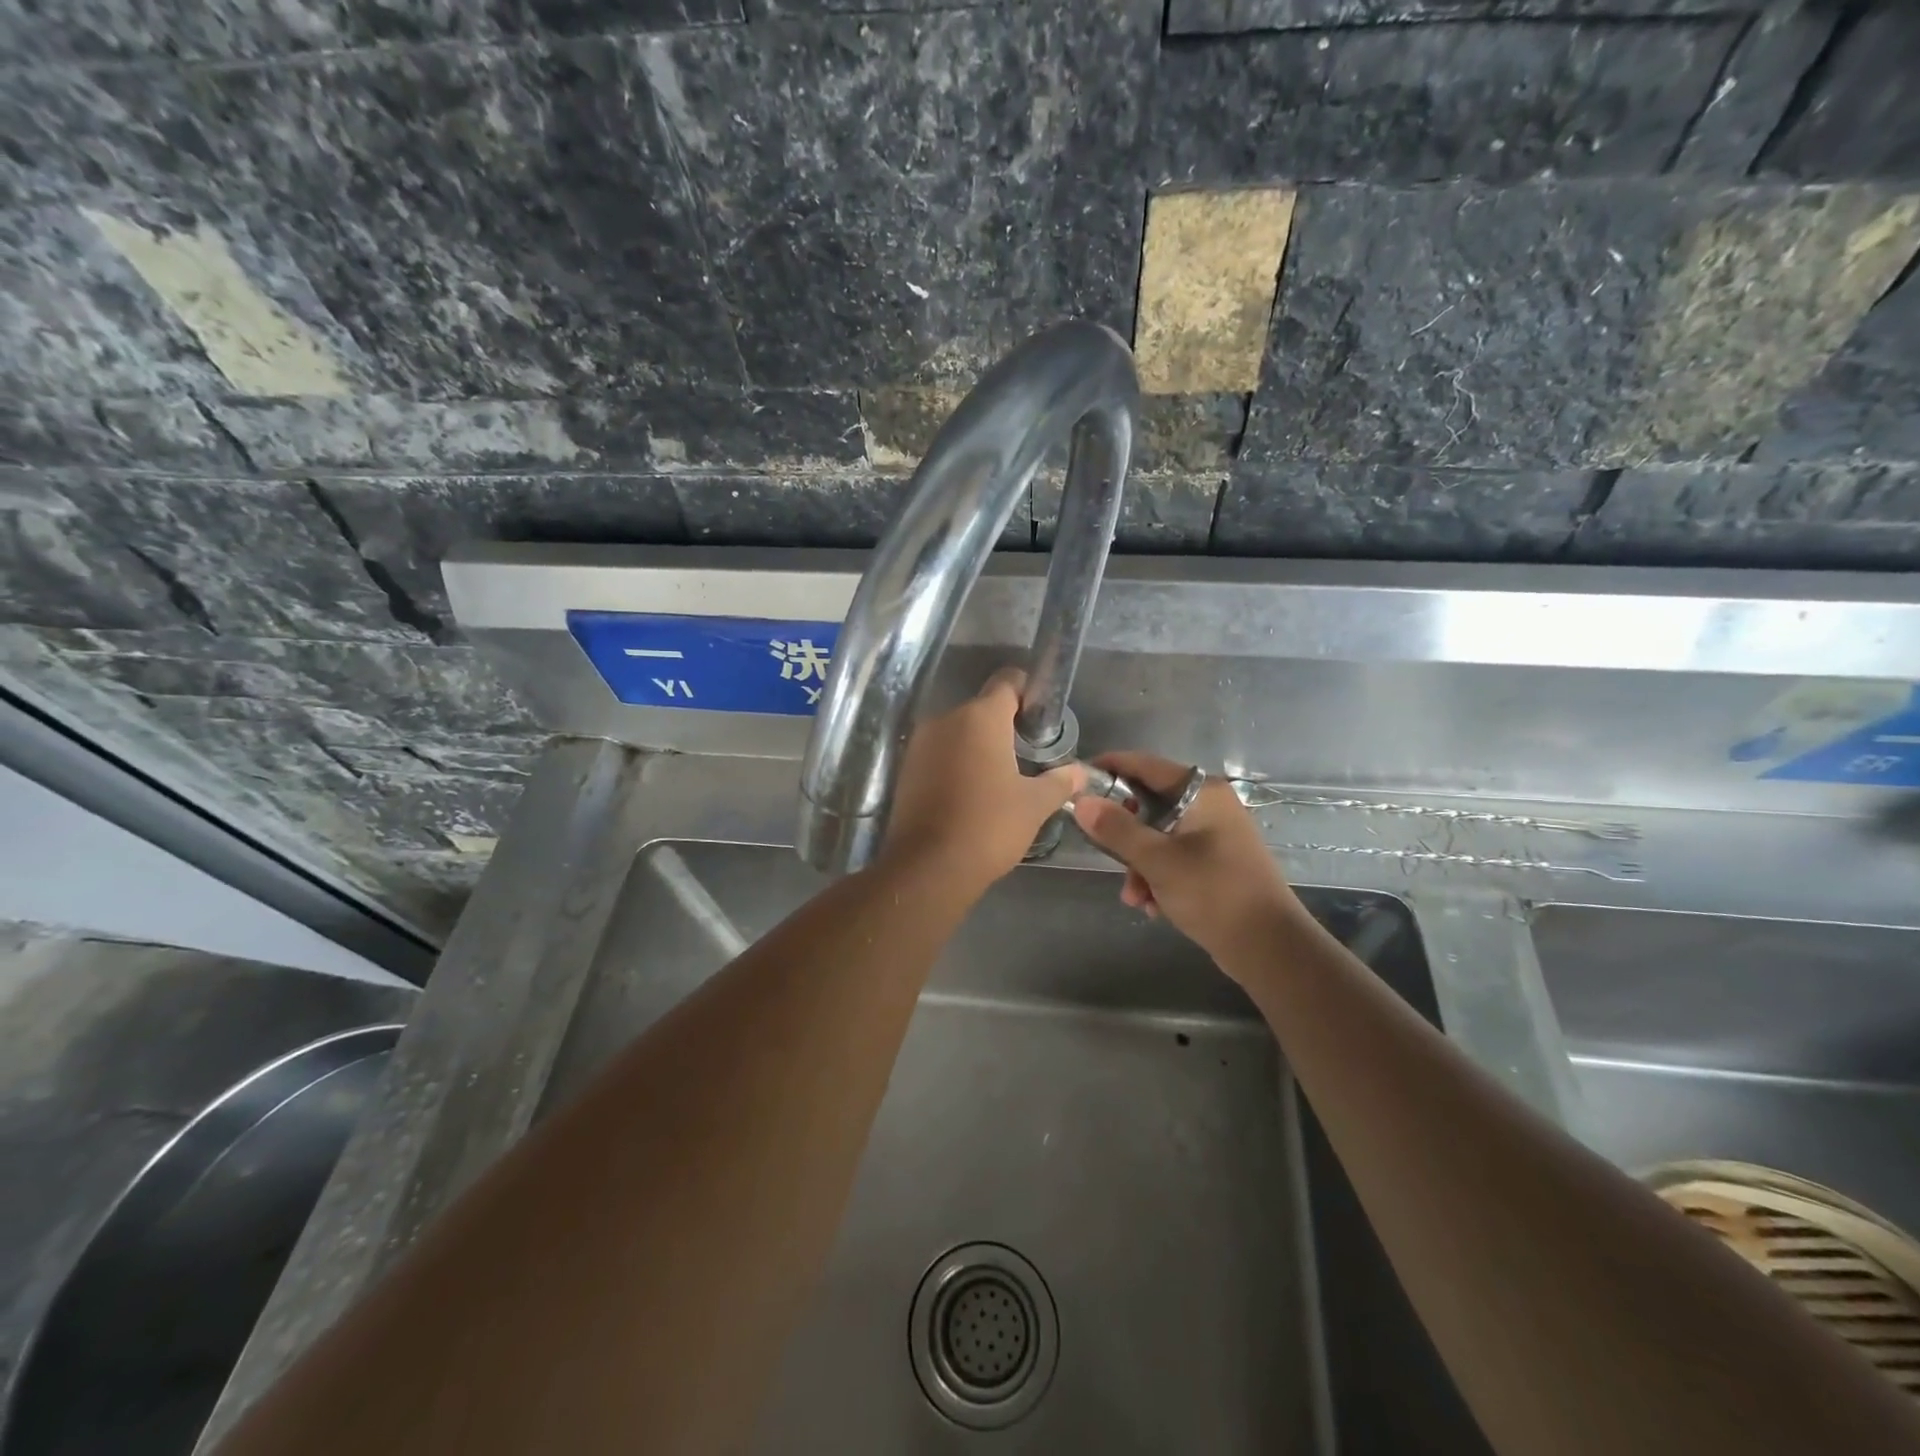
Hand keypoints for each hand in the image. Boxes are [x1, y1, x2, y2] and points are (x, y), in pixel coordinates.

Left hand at [881, 669, 1085, 896]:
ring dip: (979, 746)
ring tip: (1001, 779)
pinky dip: (956, 764)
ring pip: (958, 732)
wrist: (928, 867)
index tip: (1041, 717)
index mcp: (980, 717)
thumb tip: (1079, 771)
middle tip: (1028, 756)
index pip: (1007, 681)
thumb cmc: (989, 826)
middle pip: (982, 708)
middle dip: (1005, 726)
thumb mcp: (1034, 805)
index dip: (1028, 692)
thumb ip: (1059, 781)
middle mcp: (946, 719)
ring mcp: (920, 743)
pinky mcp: (906, 769)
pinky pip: (939, 754)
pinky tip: (972, 793)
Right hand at [1071, 751, 1299, 968]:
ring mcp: (1214, 835)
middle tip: (1102, 851)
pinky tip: (1153, 906)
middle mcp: (1210, 805)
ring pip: (1157, 836)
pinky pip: (1173, 858)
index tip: (1076, 780)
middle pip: (1148, 804)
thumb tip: (1082, 801)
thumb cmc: (1214, 893)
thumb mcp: (1157, 860)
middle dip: (1123, 834)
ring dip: (1138, 865)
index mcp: (1202, 792)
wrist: (1269, 948)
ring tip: (1134, 897)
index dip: (1109, 768)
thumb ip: (1117, 828)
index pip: (1145, 765)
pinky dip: (1157, 877)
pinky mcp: (1215, 863)